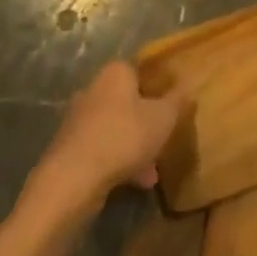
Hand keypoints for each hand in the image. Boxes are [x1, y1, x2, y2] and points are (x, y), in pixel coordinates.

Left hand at [30, 61, 184, 213]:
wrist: (73, 178)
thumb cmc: (124, 136)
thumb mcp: (164, 117)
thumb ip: (177, 100)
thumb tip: (187, 85)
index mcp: (115, 73)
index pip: (140, 72)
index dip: (157, 90)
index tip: (169, 111)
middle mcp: (93, 89)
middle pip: (127, 103)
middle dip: (146, 124)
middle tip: (162, 142)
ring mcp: (77, 119)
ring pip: (115, 128)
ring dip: (134, 147)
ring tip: (151, 174)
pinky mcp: (68, 147)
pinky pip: (101, 149)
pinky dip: (117, 162)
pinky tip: (133, 184)